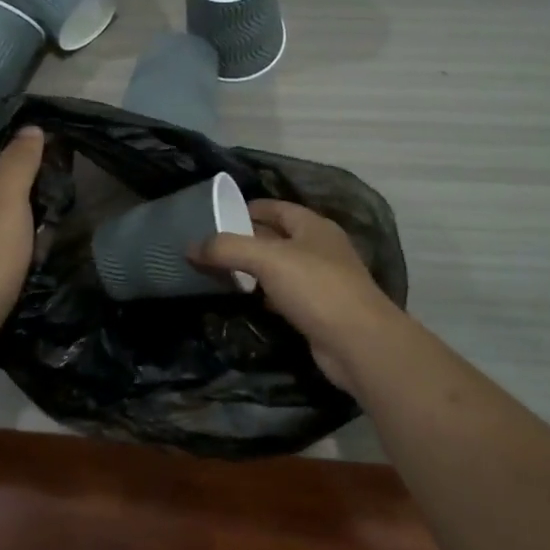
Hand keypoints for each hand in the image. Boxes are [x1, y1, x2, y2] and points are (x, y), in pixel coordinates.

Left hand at [0, 126, 45, 372]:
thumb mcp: (7, 200)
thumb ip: (20, 161)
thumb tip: (31, 127)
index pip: (3, 150)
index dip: (34, 158)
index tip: (60, 175)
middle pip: (6, 184)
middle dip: (34, 198)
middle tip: (53, 216)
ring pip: (7, 217)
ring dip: (29, 228)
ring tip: (42, 245)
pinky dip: (16, 251)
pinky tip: (27, 266)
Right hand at [194, 200, 406, 392]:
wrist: (358, 343)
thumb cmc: (316, 288)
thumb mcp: (267, 260)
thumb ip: (227, 248)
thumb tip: (191, 247)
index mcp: (313, 226)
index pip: (275, 207)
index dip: (246, 208)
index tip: (214, 216)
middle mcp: (320, 248)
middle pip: (276, 237)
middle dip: (245, 241)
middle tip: (209, 248)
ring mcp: (322, 281)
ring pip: (280, 268)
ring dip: (254, 270)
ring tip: (220, 273)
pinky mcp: (318, 310)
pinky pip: (285, 295)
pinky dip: (265, 296)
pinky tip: (247, 302)